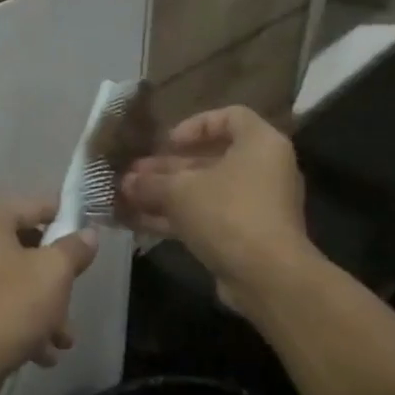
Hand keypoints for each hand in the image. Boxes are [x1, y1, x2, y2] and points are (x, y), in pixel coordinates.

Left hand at [0, 200, 98, 394]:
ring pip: (14, 281)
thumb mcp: (54, 273)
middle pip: (25, 247)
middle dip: (56, 279)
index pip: (35, 206)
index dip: (66, 219)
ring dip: (43, 307)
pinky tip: (42, 353)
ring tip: (63, 340)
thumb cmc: (9, 307)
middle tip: (74, 300)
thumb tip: (87, 234)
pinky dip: (20, 321)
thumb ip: (74, 248)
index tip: (89, 238)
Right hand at [120, 107, 310, 310]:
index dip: (196, 125)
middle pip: (210, 159)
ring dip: (165, 194)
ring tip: (126, 197)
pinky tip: (138, 222)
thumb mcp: (181, 191)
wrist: (267, 277)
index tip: (168, 142)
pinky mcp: (245, 236)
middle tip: (132, 173)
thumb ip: (151, 182)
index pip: (230, 117)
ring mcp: (255, 206)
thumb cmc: (228, 213)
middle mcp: (262, 170)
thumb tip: (126, 182)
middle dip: (167, 168)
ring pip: (204, 192)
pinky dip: (176, 218)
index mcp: (259, 144)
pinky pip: (206, 218)